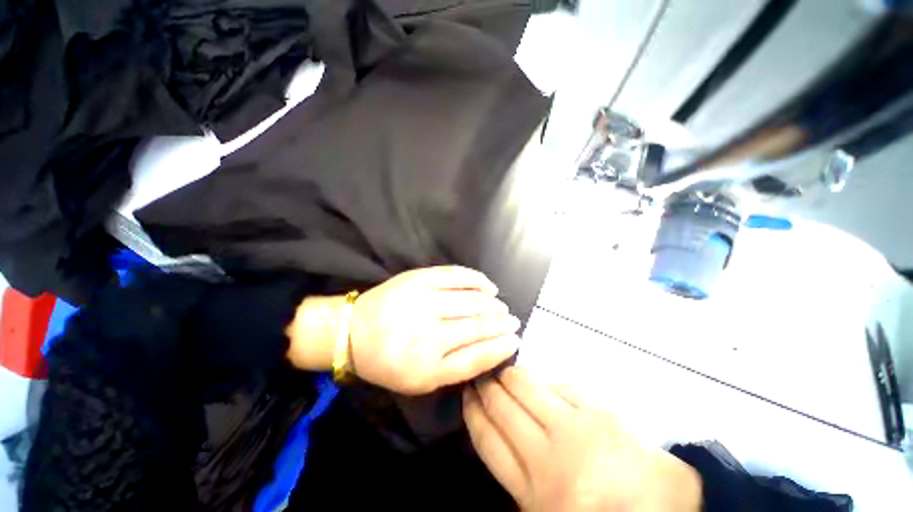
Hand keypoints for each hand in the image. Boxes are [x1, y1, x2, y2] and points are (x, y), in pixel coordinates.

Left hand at [348, 266, 519, 394]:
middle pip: (477, 326)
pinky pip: (457, 276)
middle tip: (514, 321)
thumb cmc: (387, 361)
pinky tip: (489, 285)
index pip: (477, 356)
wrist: (354, 331)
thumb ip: (456, 369)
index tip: (515, 340)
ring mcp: (424, 302)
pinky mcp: (419, 279)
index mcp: (427, 368)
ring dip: (493, 304)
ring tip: (502, 306)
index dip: (500, 347)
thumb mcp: (420, 381)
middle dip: (501, 323)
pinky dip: (478, 279)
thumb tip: (490, 350)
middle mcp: (428, 335)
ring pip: (471, 301)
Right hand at [464, 367, 701, 511]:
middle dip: (487, 388)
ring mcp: (577, 431)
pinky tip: (544, 382)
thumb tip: (508, 437)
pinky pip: (565, 388)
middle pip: (504, 410)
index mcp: (535, 493)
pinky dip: (549, 382)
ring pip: (528, 390)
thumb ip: (526, 479)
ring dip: (511, 377)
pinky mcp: (604, 415)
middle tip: (480, 374)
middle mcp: (549, 458)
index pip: (488, 442)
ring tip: (502, 370)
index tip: (466, 395)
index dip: (473, 414)